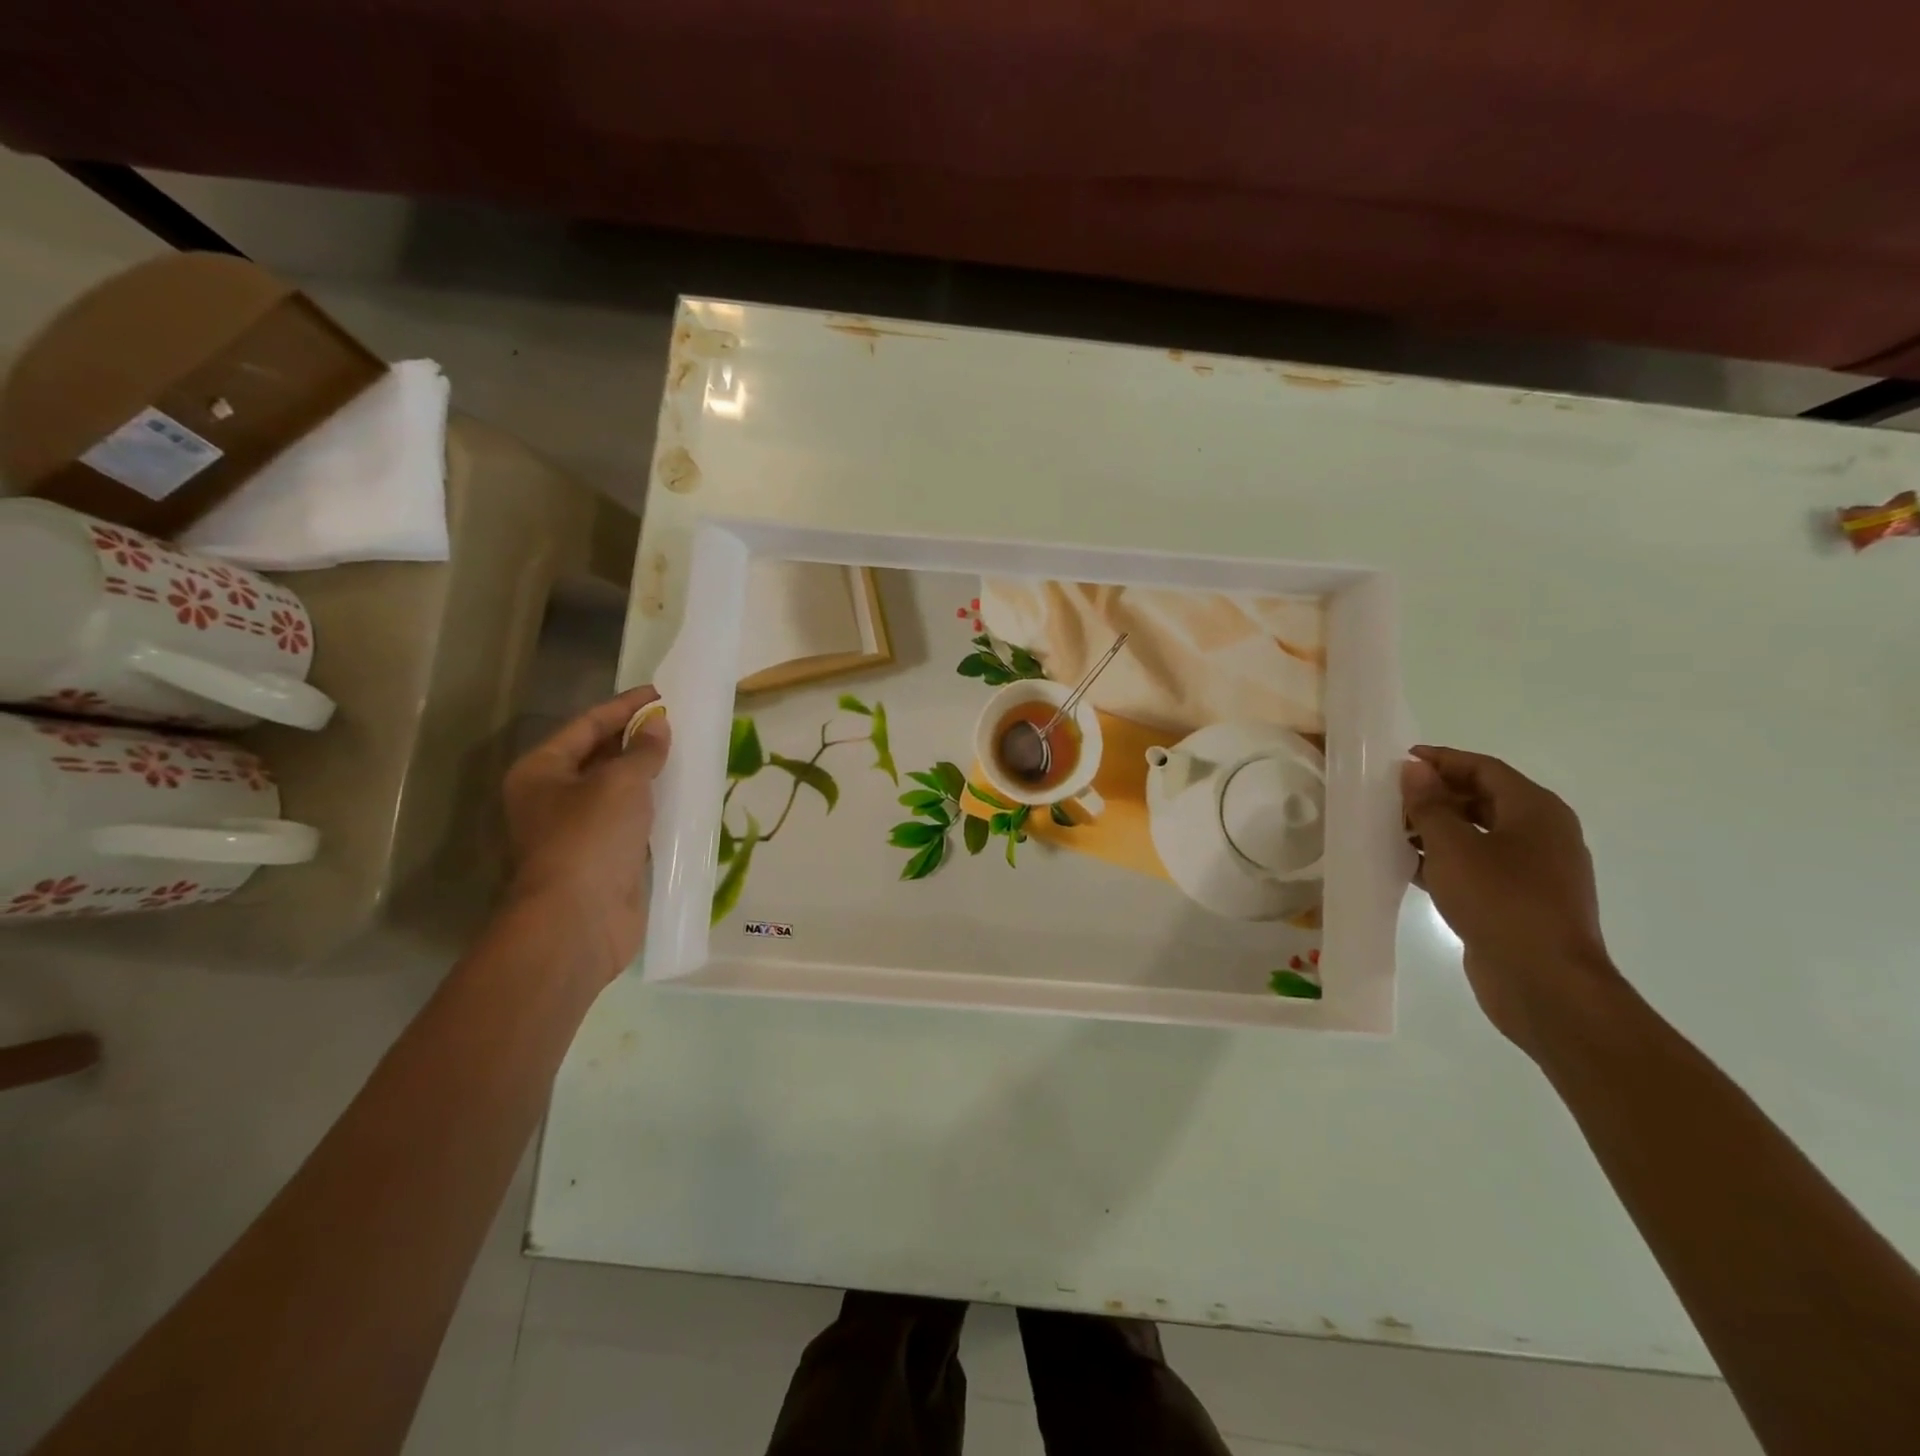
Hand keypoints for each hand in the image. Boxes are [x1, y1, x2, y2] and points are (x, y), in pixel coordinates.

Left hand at [503, 685, 671, 982]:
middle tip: (676, 722)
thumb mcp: (620, 782)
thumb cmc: (589, 837)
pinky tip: (682, 798)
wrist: (578, 920)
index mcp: (542, 771)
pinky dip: (653, 807)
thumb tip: (658, 725)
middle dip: (636, 738)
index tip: (660, 693)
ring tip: (685, 753)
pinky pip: (632, 821)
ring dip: (647, 774)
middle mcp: (553, 797)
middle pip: (598, 756)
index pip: (586, 725)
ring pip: (617, 791)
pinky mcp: (603, 858)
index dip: (624, 706)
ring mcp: (577, 830)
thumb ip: (642, 750)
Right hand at [1401, 747, 1619, 1051]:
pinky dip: (1445, 860)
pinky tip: (1408, 867)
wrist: (1545, 983)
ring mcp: (1534, 870)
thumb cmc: (1500, 902)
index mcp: (1536, 810)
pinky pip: (1477, 866)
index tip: (1399, 762)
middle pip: (1483, 798)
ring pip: (1478, 834)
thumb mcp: (1454, 846)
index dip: (1441, 761)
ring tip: (1391, 832)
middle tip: (1389, 799)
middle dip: (1435, 795)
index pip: (1484, 768)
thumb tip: (1415, 769)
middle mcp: (1542, 834)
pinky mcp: (1519, 900)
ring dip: (1436, 829)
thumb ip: (1430, 804)